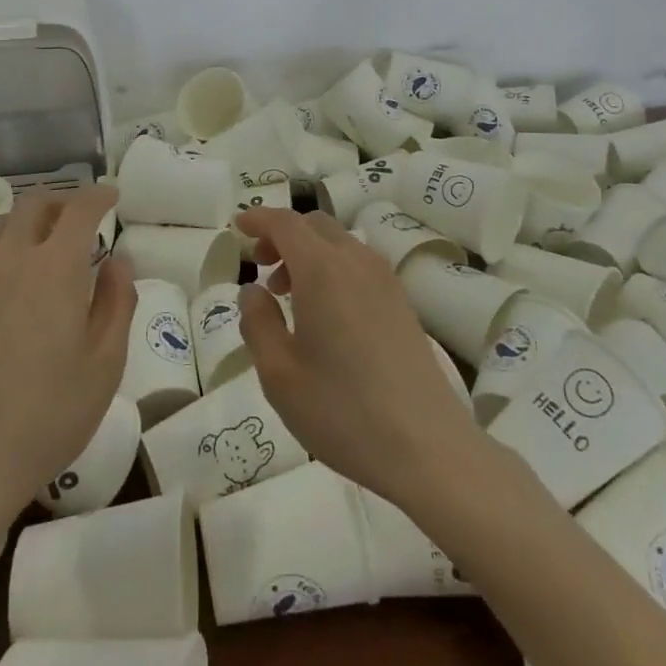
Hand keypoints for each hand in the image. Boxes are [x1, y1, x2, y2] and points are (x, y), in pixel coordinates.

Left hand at [0, 189, 134, 517]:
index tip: (113, 197)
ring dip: (30, 223)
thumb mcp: (104, 364)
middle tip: (83, 219)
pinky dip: (4, 251)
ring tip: (48, 249)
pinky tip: (13, 287)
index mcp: (54, 267)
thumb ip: (117, 302)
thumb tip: (117, 261)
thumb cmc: (45, 417)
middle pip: (34, 204)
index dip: (100, 196)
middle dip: (63, 201)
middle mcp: (10, 260)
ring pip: (2, 226)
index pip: (80, 209)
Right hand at [235, 209, 482, 507]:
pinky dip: (332, 269)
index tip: (238, 226)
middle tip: (262, 267)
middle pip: (315, 225)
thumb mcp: (279, 374)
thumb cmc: (342, 410)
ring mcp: (385, 280)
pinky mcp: (401, 302)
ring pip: (339, 243)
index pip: (286, 223)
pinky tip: (325, 314)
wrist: (426, 446)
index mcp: (322, 269)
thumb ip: (258, 323)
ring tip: (289, 296)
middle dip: (283, 235)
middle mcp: (356, 262)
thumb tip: (253, 290)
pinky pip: (358, 265)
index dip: (259, 218)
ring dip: (308, 253)